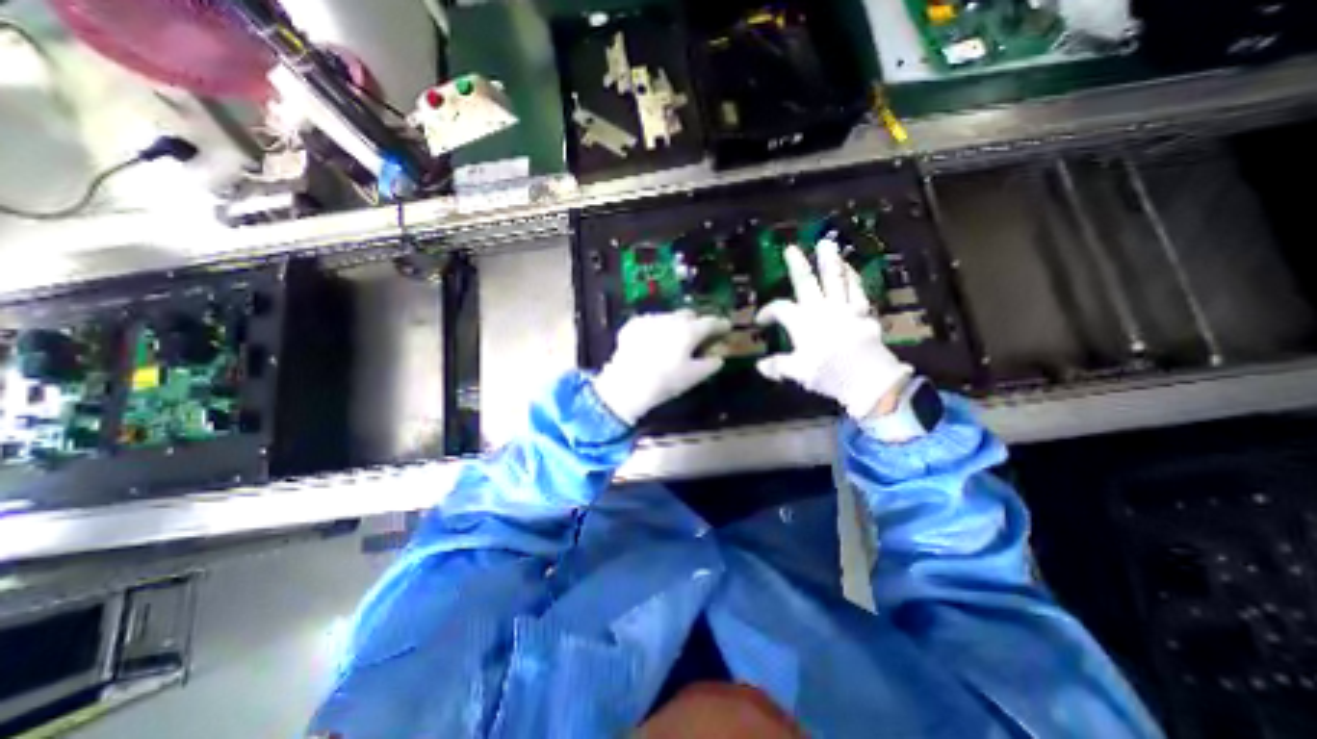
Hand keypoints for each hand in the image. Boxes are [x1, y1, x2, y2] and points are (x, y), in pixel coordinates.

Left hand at [594, 310, 737, 425]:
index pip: (711, 322)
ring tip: (673, 340)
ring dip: (675, 324)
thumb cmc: (666, 381)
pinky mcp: (633, 325)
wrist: (627, 384)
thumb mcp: (694, 377)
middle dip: (696, 322)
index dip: (721, 324)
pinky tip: (653, 341)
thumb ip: (711, 364)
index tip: (726, 327)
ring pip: (669, 316)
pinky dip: (656, 329)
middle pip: (689, 314)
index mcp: (689, 330)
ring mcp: (650, 319)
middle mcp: (671, 319)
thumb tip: (717, 358)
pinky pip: (650, 322)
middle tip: (699, 335)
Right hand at [756, 240, 912, 417]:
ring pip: (836, 279)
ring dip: (831, 261)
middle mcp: (822, 310)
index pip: (780, 309)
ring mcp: (845, 309)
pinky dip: (853, 278)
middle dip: (798, 265)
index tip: (760, 320)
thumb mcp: (799, 373)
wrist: (869, 380)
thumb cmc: (829, 374)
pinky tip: (851, 270)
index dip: (768, 311)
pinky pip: (858, 290)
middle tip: (791, 248)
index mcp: (803, 323)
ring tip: (827, 244)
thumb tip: (759, 366)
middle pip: (807, 283)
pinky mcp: (864, 313)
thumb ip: (778, 366)